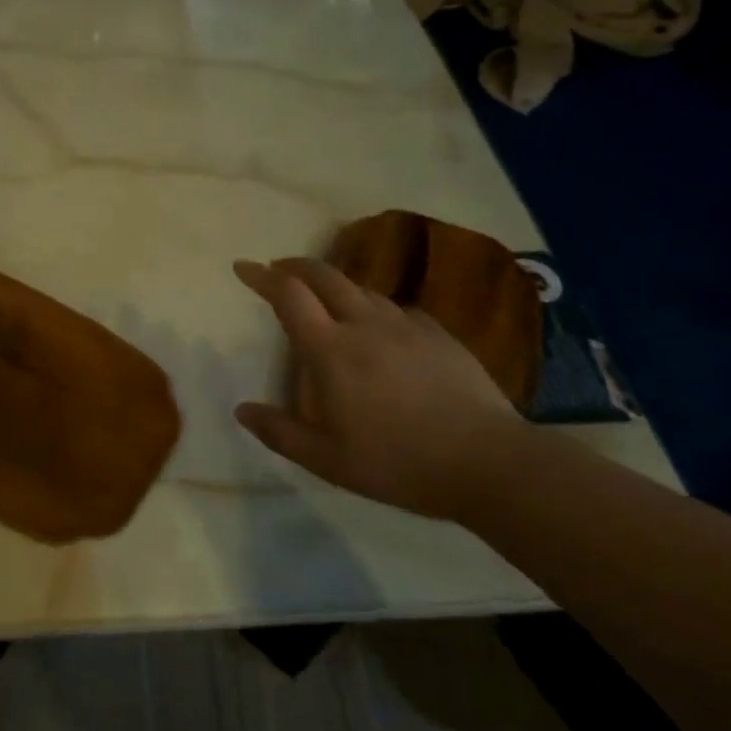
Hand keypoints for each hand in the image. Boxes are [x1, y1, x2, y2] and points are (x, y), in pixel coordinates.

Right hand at [232, 257, 531, 519]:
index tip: (243, 267)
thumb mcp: (328, 461)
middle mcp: (365, 325)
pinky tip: (380, 328)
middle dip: (295, 266)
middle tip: (278, 270)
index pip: (289, 296)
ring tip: (325, 300)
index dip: (262, 276)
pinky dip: (375, 308)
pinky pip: (397, 308)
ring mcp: (406, 325)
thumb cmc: (398, 463)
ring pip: (362, 289)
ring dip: (335, 286)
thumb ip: (280, 432)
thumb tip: (242, 409)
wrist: (488, 462)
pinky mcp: (439, 334)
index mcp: (331, 350)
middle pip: (324, 276)